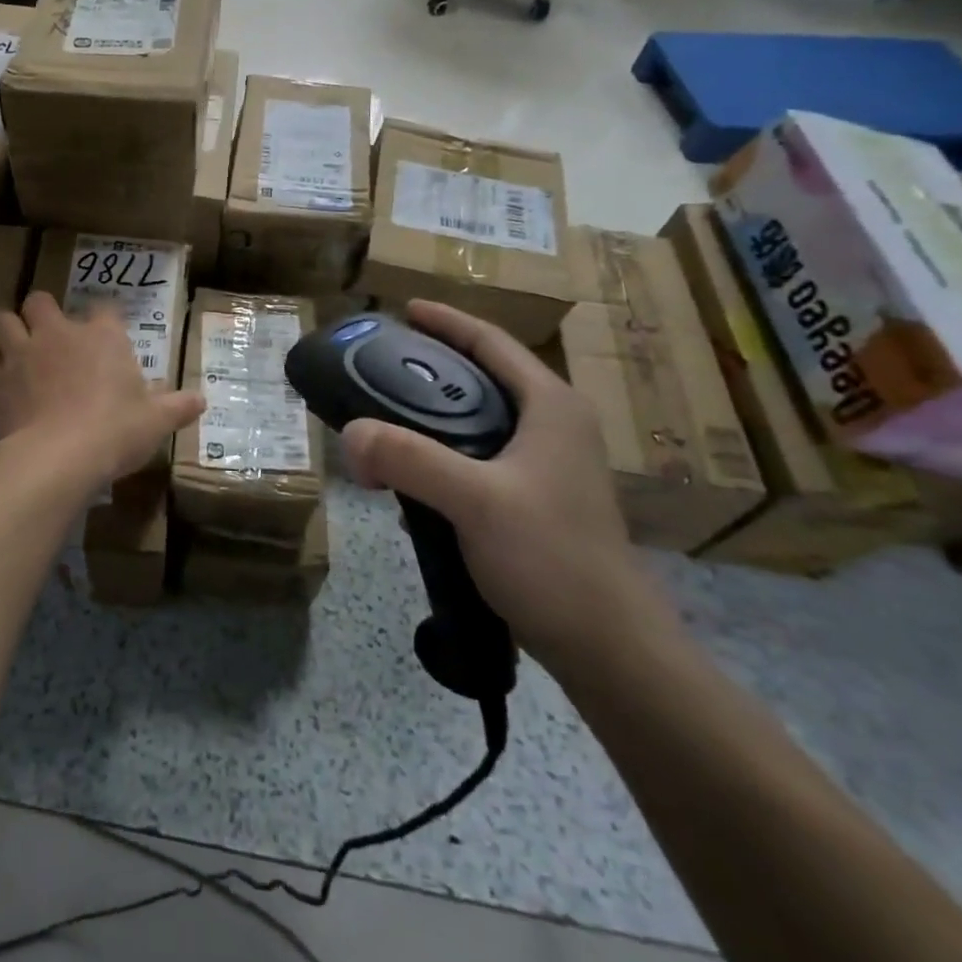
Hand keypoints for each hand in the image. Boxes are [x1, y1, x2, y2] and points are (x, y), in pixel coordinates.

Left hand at [0, 293, 204, 496]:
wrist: (59, 458)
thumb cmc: (115, 431)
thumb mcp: (156, 422)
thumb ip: (177, 407)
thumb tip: (201, 401)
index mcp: (102, 336)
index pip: (105, 309)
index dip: (105, 320)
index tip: (108, 336)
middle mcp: (59, 333)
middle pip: (40, 301)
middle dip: (43, 313)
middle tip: (53, 336)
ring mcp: (23, 353)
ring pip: (5, 321)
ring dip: (12, 331)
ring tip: (20, 348)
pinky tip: (4, 379)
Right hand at [340, 301, 671, 675]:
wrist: (611, 651)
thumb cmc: (552, 558)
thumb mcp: (474, 500)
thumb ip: (409, 459)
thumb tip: (350, 434)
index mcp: (551, 406)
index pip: (491, 342)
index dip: (446, 321)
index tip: (403, 310)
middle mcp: (554, 426)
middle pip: (483, 378)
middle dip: (431, 370)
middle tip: (379, 368)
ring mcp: (549, 467)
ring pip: (480, 422)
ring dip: (433, 418)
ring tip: (386, 421)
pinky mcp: (537, 502)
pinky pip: (479, 461)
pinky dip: (443, 458)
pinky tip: (410, 483)